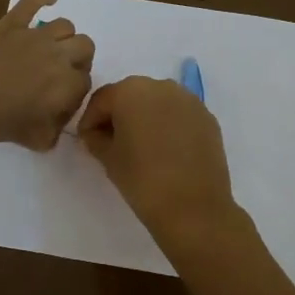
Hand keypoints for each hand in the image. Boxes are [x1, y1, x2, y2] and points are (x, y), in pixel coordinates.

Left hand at [0, 0, 94, 149]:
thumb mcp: (27, 139)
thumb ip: (48, 134)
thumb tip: (54, 129)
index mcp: (63, 86)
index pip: (85, 84)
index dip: (74, 95)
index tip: (57, 106)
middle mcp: (56, 56)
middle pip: (85, 48)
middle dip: (78, 61)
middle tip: (58, 76)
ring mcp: (33, 35)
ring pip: (66, 25)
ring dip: (63, 38)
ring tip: (49, 50)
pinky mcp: (10, 22)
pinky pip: (33, 0)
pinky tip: (48, 0)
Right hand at [77, 77, 259, 265]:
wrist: (194, 209)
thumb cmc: (142, 180)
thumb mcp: (108, 158)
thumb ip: (96, 138)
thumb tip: (97, 133)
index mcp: (130, 91)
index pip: (101, 100)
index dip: (90, 120)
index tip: (87, 141)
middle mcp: (160, 86)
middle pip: (130, 95)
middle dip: (118, 115)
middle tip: (112, 143)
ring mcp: (188, 100)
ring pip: (157, 102)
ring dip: (145, 118)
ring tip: (141, 147)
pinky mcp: (207, 117)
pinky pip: (178, 114)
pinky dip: (168, 125)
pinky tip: (166, 150)